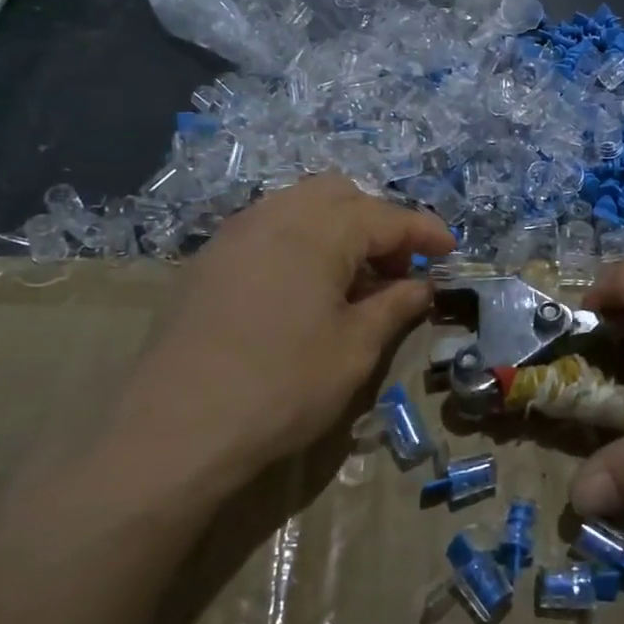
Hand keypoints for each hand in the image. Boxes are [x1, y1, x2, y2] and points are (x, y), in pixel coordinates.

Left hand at [101, 175, 452, 507]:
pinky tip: (303, 288)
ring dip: (337, 228)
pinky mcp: (207, 260)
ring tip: (351, 279)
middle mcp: (276, 215)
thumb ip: (395, 306)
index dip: (425, 233)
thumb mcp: (356, 349)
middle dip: (377, 222)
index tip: (450, 252)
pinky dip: (300, 241)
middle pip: (341, 194)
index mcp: (321, 230)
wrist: (174, 429)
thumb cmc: (282, 387)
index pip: (388, 217)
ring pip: (300, 205)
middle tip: (395, 270)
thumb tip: (421, 285)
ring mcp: (235, 234)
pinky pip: (268, 228)